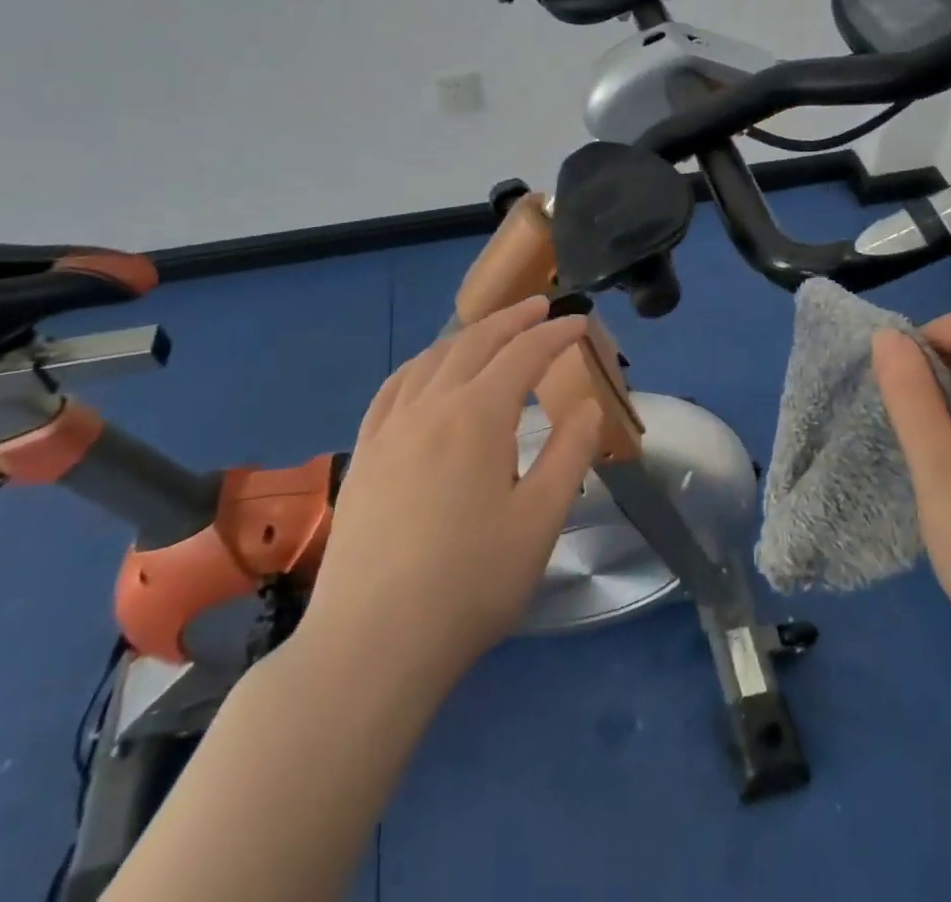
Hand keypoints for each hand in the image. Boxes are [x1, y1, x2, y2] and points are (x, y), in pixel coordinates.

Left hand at [301, 296, 601, 683]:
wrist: (373, 642)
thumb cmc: (470, 583)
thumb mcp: (539, 521)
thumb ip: (568, 455)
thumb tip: (586, 406)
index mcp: (478, 416)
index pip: (524, 354)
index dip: (555, 334)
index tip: (580, 323)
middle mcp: (431, 406)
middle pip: (475, 343)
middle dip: (512, 320)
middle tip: (540, 307)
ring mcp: (390, 428)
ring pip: (431, 359)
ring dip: (467, 336)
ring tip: (489, 331)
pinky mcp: (365, 454)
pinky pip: (393, 387)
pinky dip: (419, 364)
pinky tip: (424, 371)